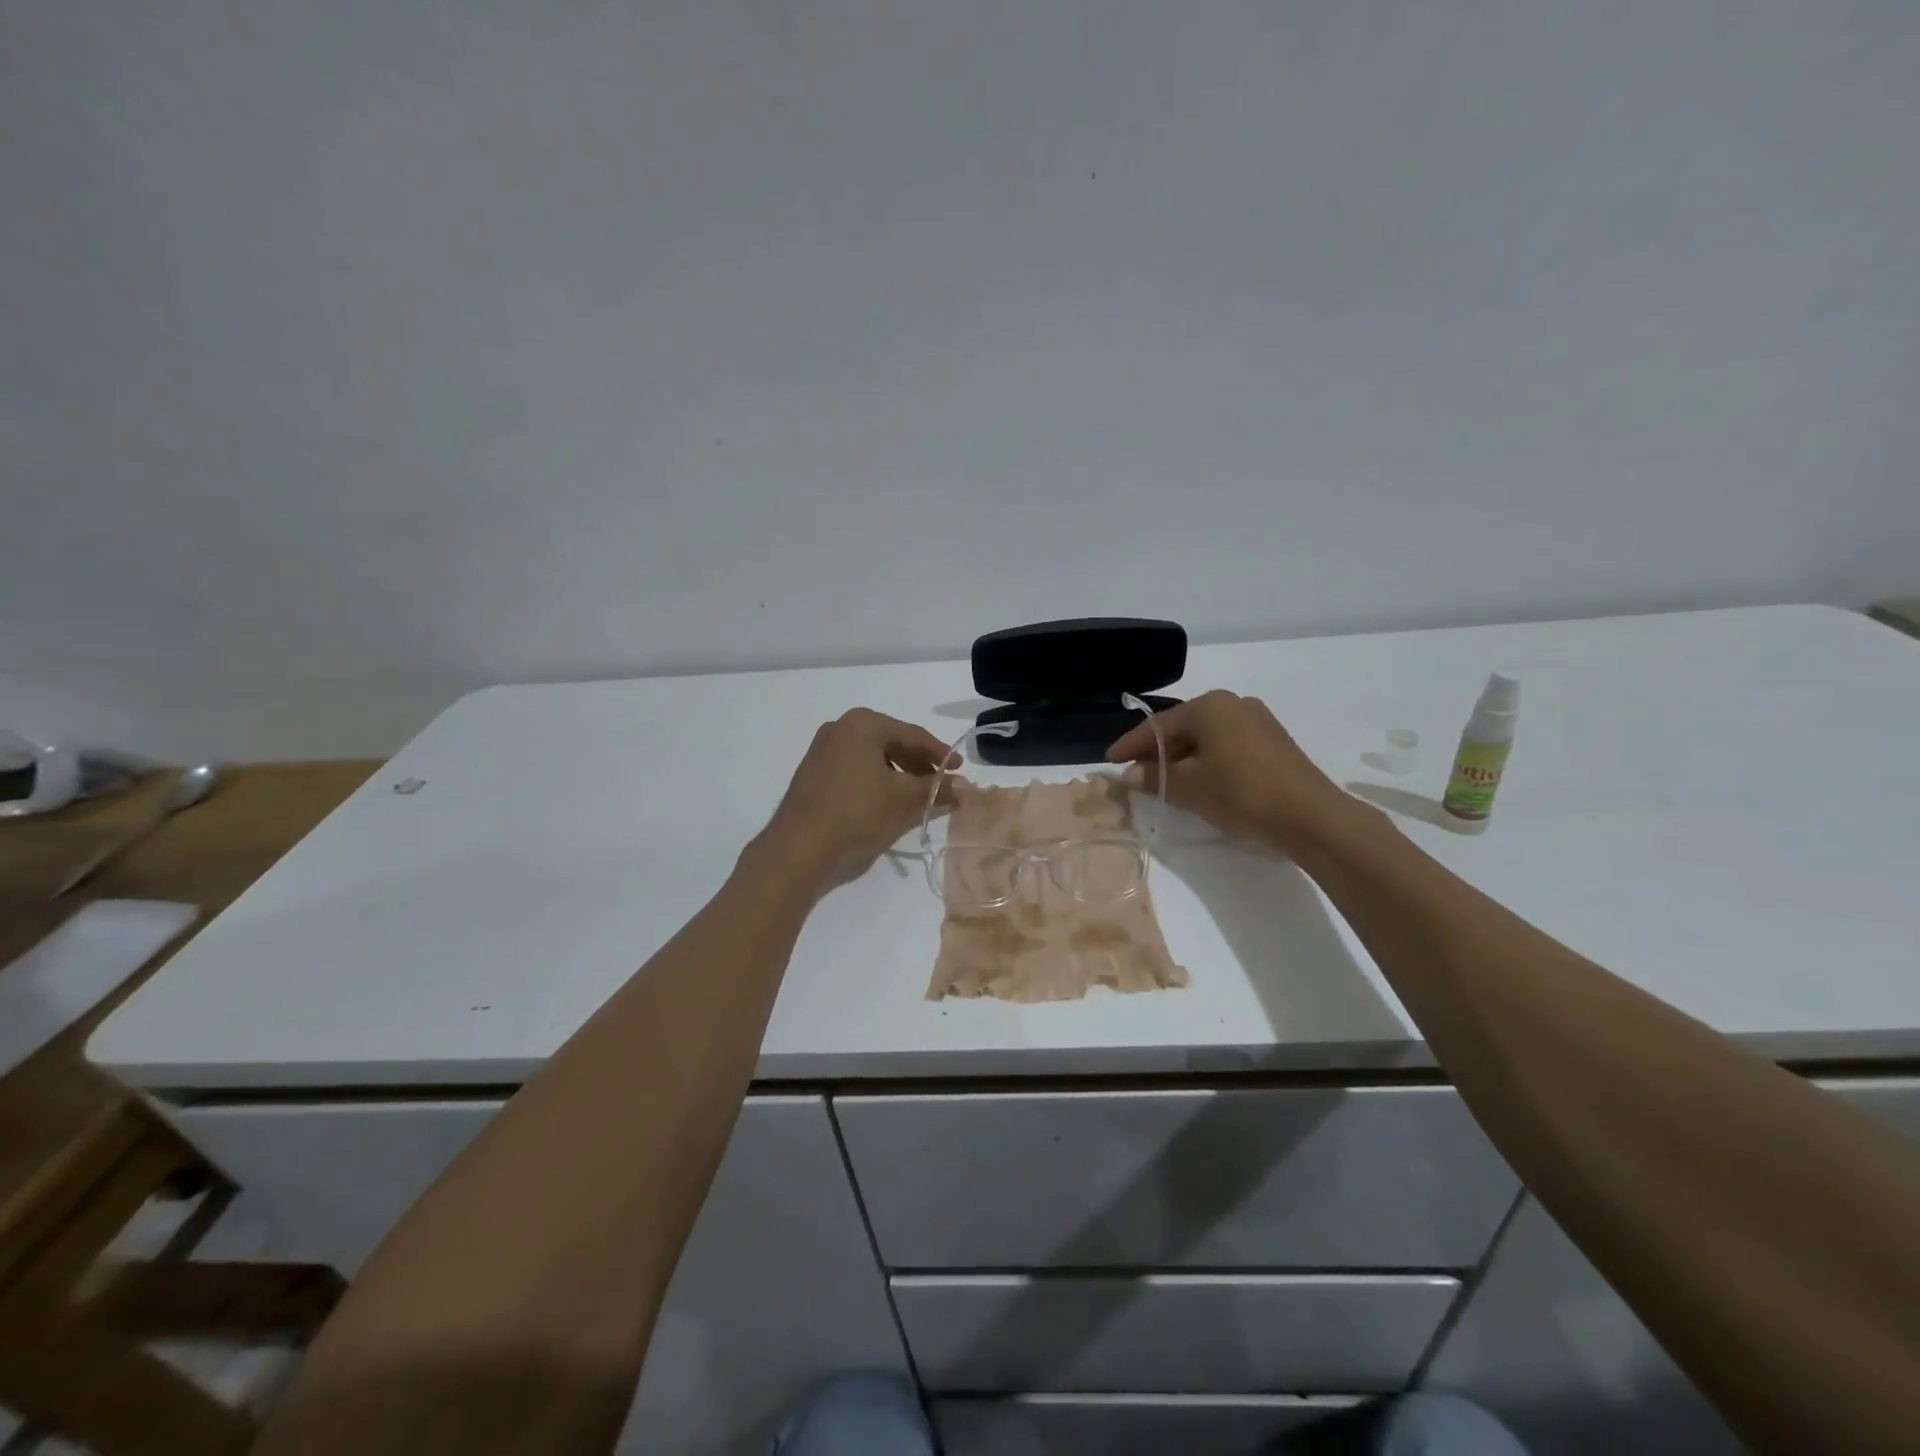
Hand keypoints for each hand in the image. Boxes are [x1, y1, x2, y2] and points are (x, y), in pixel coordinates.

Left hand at [754, 708, 951, 891]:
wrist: (797, 851)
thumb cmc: (857, 814)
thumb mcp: (905, 801)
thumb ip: (937, 789)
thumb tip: (965, 787)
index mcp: (862, 724)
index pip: (913, 735)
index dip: (941, 754)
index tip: (961, 771)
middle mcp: (839, 729)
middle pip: (892, 744)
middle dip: (919, 766)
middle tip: (941, 785)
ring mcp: (822, 752)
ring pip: (873, 760)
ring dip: (899, 777)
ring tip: (917, 799)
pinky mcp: (812, 776)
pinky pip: (855, 773)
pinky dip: (876, 784)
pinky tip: (888, 805)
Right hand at [1106, 690, 1354, 851]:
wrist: (1310, 816)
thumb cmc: (1240, 793)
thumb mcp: (1189, 787)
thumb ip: (1154, 777)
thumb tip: (1129, 774)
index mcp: (1209, 706)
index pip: (1157, 725)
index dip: (1130, 745)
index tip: (1109, 760)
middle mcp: (1233, 703)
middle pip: (1182, 728)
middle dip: (1157, 752)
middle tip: (1135, 773)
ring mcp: (1257, 720)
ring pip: (1206, 737)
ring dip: (1182, 758)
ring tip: (1165, 782)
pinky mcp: (1273, 741)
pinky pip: (1226, 745)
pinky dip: (1207, 760)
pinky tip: (1200, 781)